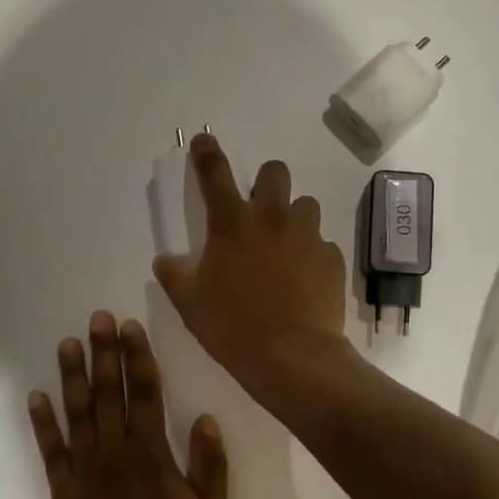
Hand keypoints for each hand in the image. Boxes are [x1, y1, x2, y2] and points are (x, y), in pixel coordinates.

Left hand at [29, 311, 229, 498]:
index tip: (130, 328)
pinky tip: (35, 397)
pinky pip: (50, 451)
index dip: (137, 357)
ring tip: (68, 344)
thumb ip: (210, 466)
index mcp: (152, 456)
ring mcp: (85, 472)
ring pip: (77, 414)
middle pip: (109, 393)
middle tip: (97, 319)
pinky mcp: (63, 493)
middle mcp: (115, 454)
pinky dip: (42, 423)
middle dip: (104, 353)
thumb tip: (206, 419)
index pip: (145, 394)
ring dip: (72, 376)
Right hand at [152, 135, 350, 393]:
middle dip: (266, 182)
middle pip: (275, 171)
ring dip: (293, 217)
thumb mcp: (189, 303)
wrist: (291, 358)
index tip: (204, 141)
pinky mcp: (332, 258)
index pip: (215, 172)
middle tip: (258, 209)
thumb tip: (166, 260)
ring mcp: (307, 236)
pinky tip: (304, 279)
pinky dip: (311, 253)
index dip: (207, 151)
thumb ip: (174, 274)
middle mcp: (272, 218)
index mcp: (231, 223)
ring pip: (305, 205)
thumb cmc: (232, 327)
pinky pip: (322, 243)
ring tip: (285, 246)